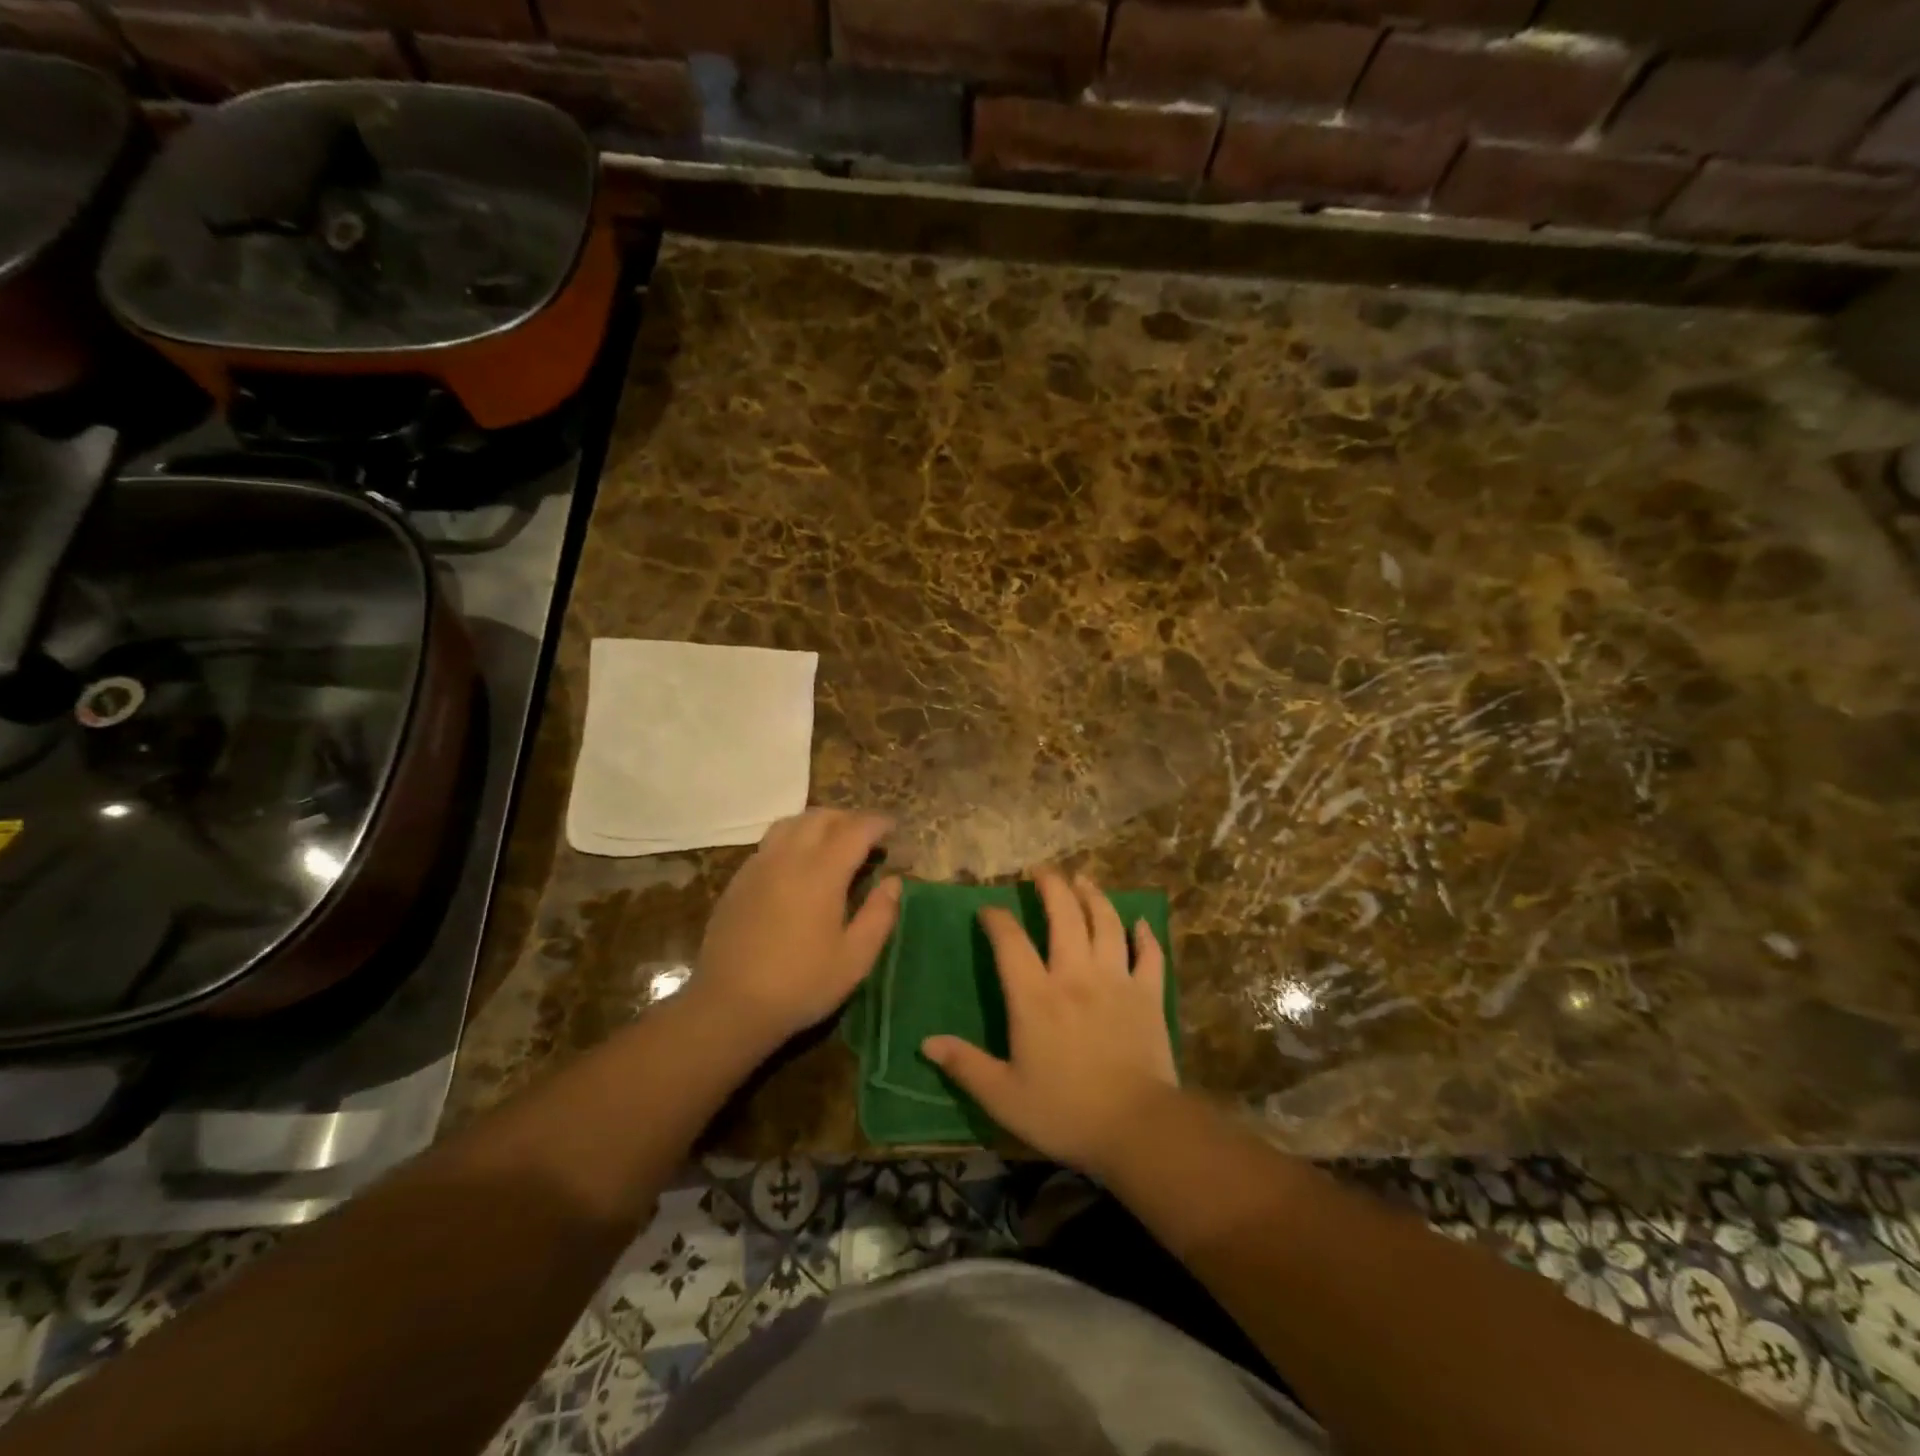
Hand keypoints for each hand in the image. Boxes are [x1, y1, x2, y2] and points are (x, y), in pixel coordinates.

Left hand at [693, 809, 899, 1048]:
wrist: (728, 1006)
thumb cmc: (800, 985)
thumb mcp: (855, 959)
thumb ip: (879, 915)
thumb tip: (894, 882)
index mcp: (821, 872)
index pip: (855, 829)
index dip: (878, 823)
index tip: (893, 828)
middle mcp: (788, 857)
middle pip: (821, 817)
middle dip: (849, 818)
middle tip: (868, 836)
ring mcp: (759, 865)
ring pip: (792, 823)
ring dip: (819, 823)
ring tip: (834, 842)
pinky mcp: (739, 880)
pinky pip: (771, 842)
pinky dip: (794, 838)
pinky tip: (799, 865)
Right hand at [922, 871, 1176, 1174]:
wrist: (1137, 1128)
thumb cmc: (1064, 1112)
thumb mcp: (1003, 1096)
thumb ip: (965, 1065)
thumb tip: (925, 1043)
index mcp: (1035, 996)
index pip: (1010, 941)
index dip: (996, 918)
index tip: (988, 909)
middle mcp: (1075, 975)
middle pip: (1064, 915)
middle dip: (1051, 886)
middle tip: (1041, 870)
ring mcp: (1116, 981)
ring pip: (1107, 924)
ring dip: (1094, 897)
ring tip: (1084, 880)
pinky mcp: (1149, 995)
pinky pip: (1149, 955)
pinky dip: (1145, 935)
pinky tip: (1140, 922)